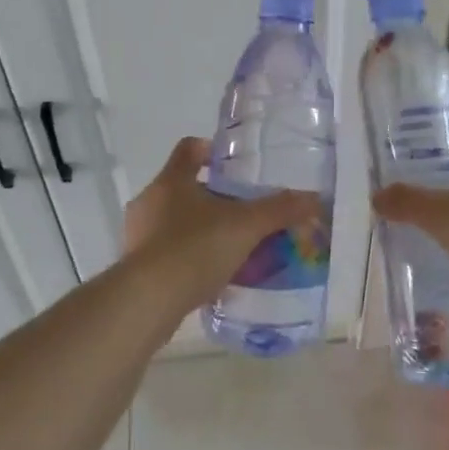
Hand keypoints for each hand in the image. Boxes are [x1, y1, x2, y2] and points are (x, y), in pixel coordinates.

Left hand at [124, 138, 324, 304]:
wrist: (148, 301)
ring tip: (229, 246)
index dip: (210, 150)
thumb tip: (313, 199)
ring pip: (173, 221)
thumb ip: (279, 211)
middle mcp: (149, 200)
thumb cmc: (194, 248)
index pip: (189, 149)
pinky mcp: (135, 266)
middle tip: (241, 211)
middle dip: (212, 197)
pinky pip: (166, 252)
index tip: (231, 165)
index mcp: (171, 180)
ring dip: (199, 229)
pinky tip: (210, 276)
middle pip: (182, 186)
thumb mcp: (245, 227)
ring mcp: (138, 234)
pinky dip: (188, 257)